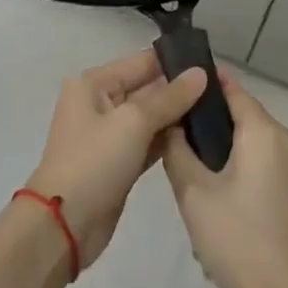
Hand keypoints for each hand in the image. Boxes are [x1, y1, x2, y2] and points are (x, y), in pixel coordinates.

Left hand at [24, 50, 206, 268]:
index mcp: (94, 83)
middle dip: (180, 90)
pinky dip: (168, 140)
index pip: (141, 62)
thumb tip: (200, 73)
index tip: (212, 64)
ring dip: (177, 116)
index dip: (175, 62)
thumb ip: (169, 97)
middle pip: (147, 88)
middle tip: (222, 90)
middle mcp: (100, 103)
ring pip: (150, 117)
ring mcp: (109, 134)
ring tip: (218, 111)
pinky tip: (198, 138)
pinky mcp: (119, 161)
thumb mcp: (133, 122)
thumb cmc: (95, 161)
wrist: (65, 225)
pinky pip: (148, 141)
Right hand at [163, 71, 287, 287]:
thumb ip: (177, 151)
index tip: (174, 86)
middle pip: (243, 116)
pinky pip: (267, 164)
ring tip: (192, 173)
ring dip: (226, 150)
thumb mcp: (195, 196)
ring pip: (254, 143)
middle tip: (174, 140)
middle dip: (209, 124)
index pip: (230, 89)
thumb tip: (171, 123)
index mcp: (265, 132)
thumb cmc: (242, 243)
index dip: (202, 84)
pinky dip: (243, 168)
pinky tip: (221, 198)